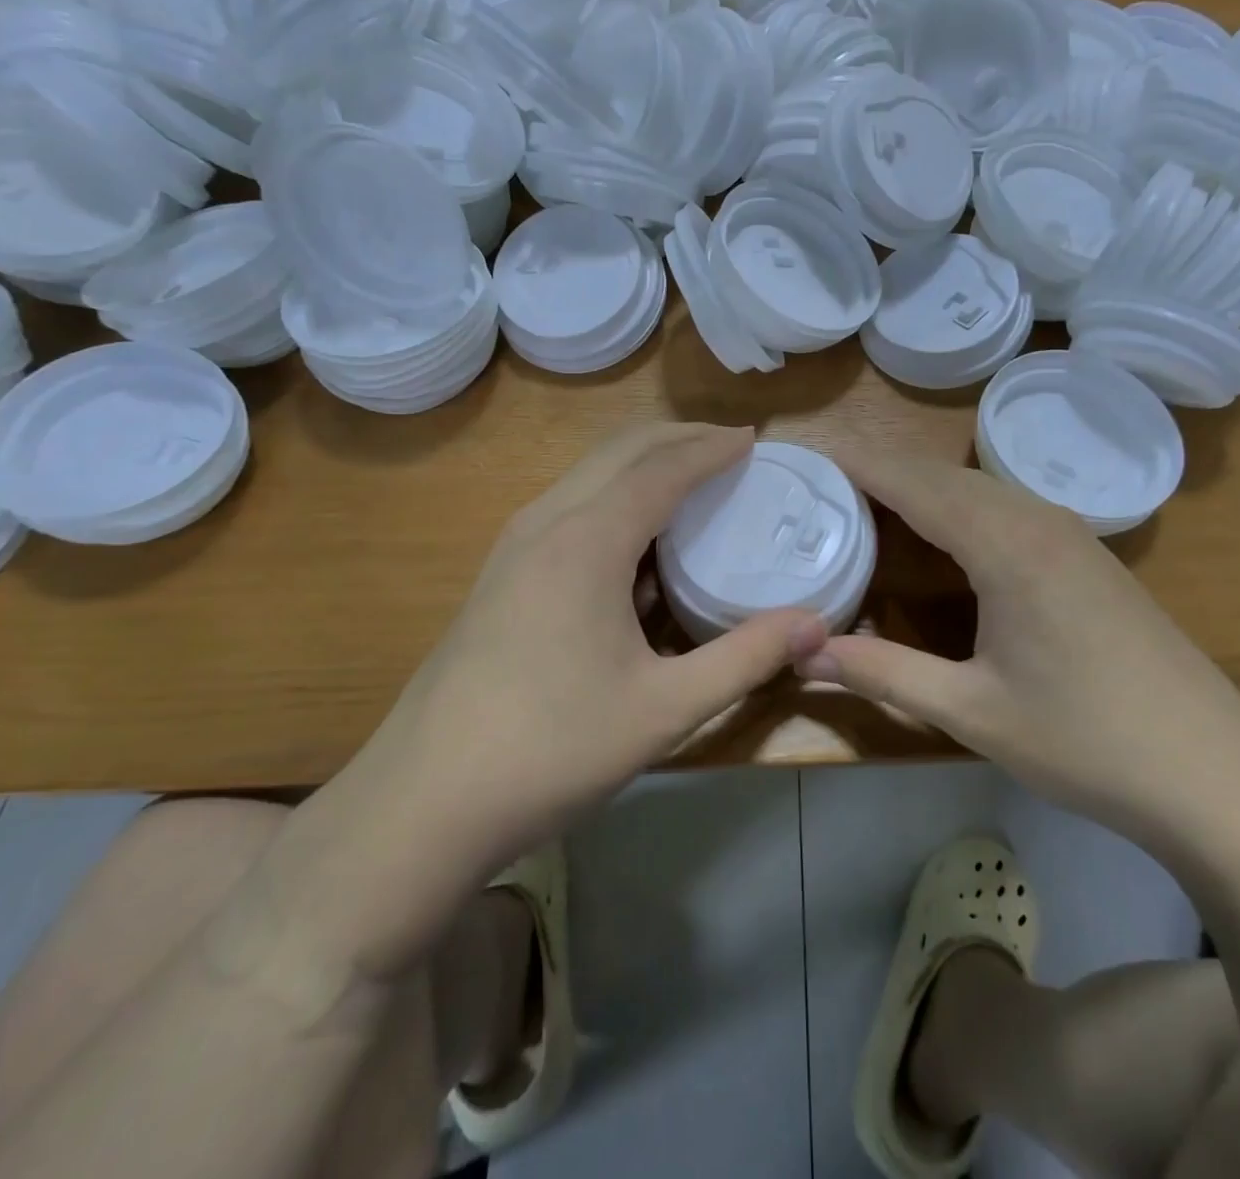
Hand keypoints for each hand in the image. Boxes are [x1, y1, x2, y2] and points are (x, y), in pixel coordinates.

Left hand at [402, 422, 828, 848]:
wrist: (423, 802)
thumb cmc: (550, 749)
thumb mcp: (664, 709)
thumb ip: (745, 658)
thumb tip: (817, 625)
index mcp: (586, 540)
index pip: (661, 469)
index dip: (710, 448)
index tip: (753, 438)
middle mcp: (545, 523)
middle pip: (620, 452)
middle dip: (678, 439)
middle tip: (730, 447)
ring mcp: (514, 546)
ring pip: (588, 474)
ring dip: (643, 464)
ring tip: (692, 479)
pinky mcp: (500, 574)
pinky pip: (568, 506)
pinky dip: (614, 495)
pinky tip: (637, 539)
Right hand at [800, 453, 1239, 831]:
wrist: (1218, 777)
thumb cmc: (1087, 742)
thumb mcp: (972, 711)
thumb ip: (884, 673)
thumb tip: (805, 654)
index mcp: (1006, 547)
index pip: (917, 485)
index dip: (863, 466)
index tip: (815, 455)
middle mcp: (1039, 522)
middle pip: (948, 476)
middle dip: (887, 470)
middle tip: (829, 482)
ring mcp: (1073, 537)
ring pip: (982, 489)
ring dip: (926, 487)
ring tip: (875, 502)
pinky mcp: (1091, 559)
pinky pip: (1010, 509)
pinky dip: (963, 506)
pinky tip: (949, 535)